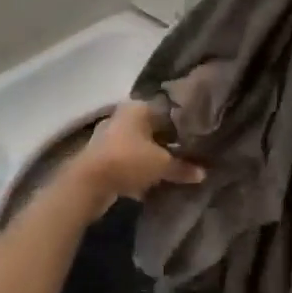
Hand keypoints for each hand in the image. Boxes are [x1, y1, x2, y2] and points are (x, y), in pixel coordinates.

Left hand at [73, 100, 205, 201]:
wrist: (88, 184)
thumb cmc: (128, 161)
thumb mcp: (162, 164)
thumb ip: (182, 167)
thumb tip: (203, 173)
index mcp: (137, 108)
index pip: (167, 113)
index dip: (183, 127)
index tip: (198, 140)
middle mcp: (122, 117)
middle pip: (152, 130)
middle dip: (167, 144)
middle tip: (189, 157)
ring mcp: (109, 137)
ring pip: (139, 147)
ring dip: (152, 159)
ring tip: (173, 172)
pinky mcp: (101, 158)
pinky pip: (127, 162)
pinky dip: (138, 171)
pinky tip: (152, 184)